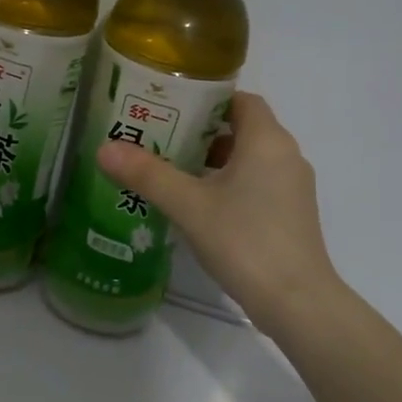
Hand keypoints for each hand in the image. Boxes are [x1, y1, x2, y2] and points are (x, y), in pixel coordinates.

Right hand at [98, 92, 340, 333]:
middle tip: (159, 139)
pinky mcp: (291, 215)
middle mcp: (286, 156)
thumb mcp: (188, 206)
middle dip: (200, 132)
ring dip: (212, 162)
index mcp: (267, 141)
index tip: (170, 107)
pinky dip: (228, 185)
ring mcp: (292, 188)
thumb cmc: (244, 241)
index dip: (206, 99)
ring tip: (170, 172)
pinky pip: (256, 185)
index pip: (239, 100)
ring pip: (248, 160)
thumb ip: (148, 174)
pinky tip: (197, 206)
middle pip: (241, 129)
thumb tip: (105, 148)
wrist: (296, 302)